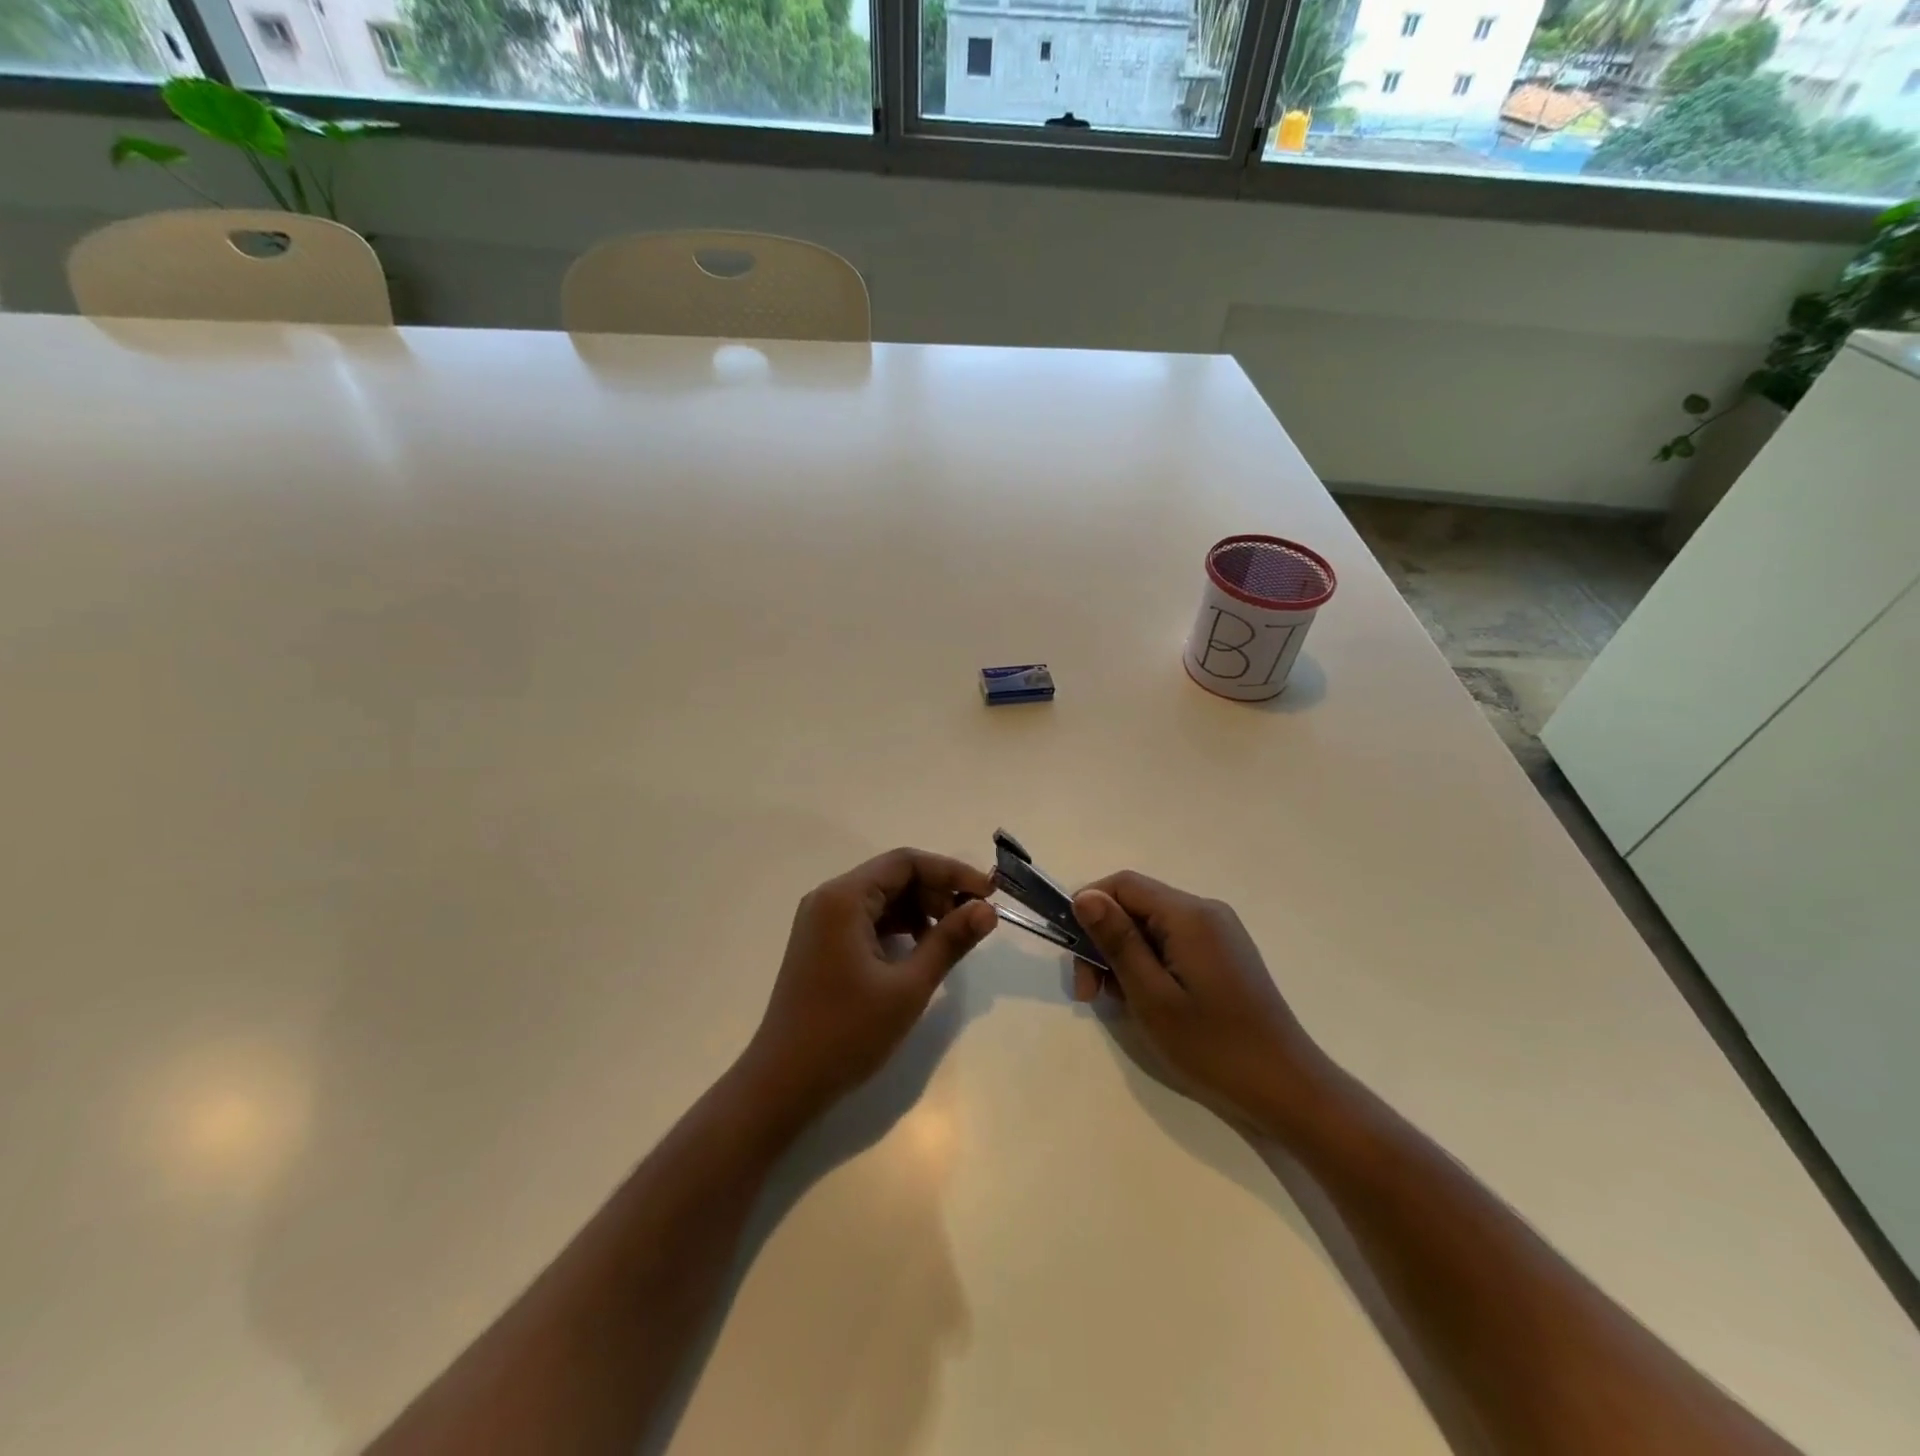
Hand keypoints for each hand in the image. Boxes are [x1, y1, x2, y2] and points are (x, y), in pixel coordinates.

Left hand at [741, 848, 996, 1121]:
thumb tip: (987, 909)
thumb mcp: (908, 987)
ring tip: (950, 939)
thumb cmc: (846, 1032)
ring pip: (882, 899)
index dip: (951, 872)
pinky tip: (919, 952)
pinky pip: (868, 920)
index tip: (988, 894)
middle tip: (972, 921)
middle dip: (937, 892)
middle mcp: (829, 898)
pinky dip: (898, 928)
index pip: (906, 862)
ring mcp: (821, 922)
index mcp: (844, 898)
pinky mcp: (822, 944)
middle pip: (893, 877)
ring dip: (919, 911)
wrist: (783, 1083)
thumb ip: (949, 941)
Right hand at [1071, 872, 1330, 1136]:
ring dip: (1125, 957)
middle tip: (1090, 994)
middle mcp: (1205, 912)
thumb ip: (1117, 941)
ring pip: (1151, 927)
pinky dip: (1149, 965)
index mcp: (1189, 915)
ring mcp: (1219, 933)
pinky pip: (1172, 943)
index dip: (1089, 909)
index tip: (1075, 956)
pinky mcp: (1223, 955)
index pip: (1122, 884)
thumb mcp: (1152, 996)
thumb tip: (1084, 896)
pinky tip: (1148, 1002)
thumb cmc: (1213, 1046)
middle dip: (1105, 941)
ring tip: (1120, 1005)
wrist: (1286, 1089)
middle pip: (1136, 905)